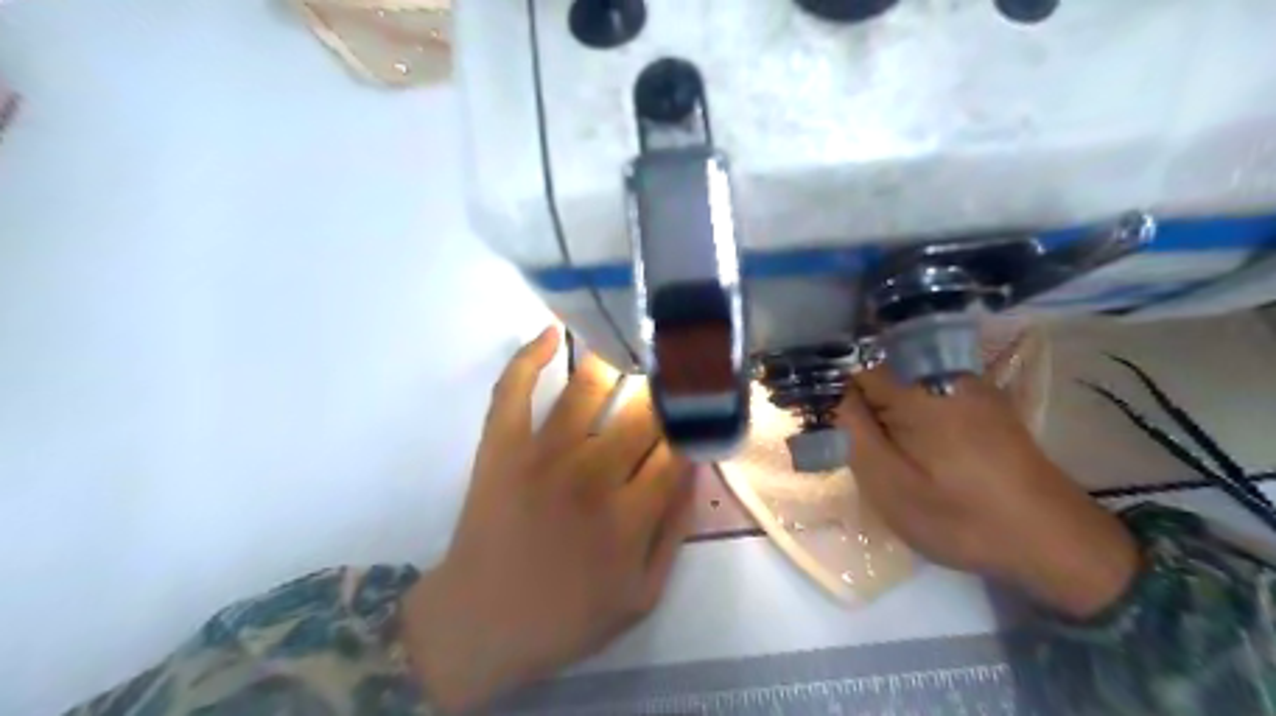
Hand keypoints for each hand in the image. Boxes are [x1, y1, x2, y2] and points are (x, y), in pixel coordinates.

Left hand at [401, 328, 692, 712]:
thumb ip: (675, 531)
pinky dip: (531, 355)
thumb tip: (696, 468)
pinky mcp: (501, 445)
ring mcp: (542, 454)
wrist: (480, 623)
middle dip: (668, 388)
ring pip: (588, 388)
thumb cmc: (567, 616)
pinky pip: (514, 388)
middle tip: (680, 367)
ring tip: (633, 344)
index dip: (696, 422)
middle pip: (643, 413)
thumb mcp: (642, 596)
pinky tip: (553, 332)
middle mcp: (591, 474)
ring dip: (616, 361)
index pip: (677, 448)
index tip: (706, 402)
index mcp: (629, 515)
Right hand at [839, 365, 1136, 616]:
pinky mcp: (981, 396)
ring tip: (874, 440)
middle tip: (845, 435)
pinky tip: (907, 437)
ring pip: (901, 373)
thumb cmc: (962, 518)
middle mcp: (943, 371)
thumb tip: (828, 393)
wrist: (1054, 541)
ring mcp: (967, 380)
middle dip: (854, 391)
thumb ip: (853, 432)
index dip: (828, 382)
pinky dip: (906, 403)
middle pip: (877, 362)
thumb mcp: (890, 485)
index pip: (852, 361)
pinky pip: (926, 384)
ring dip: (880, 398)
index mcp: (917, 389)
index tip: (818, 411)